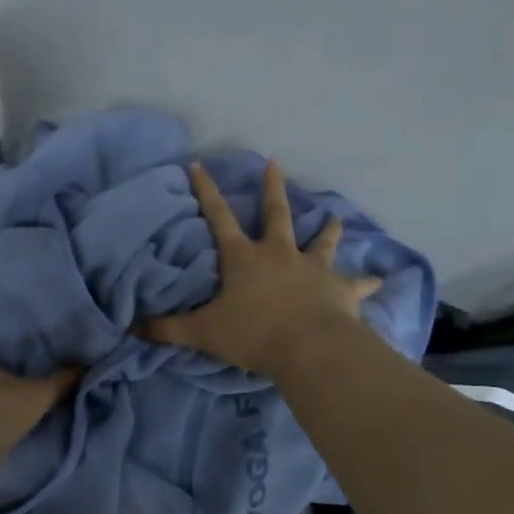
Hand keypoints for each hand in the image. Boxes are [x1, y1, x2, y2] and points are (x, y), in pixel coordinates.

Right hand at [142, 160, 382, 374]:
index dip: (206, 191)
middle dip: (273, 189)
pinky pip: (356, 283)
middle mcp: (279, 254)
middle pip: (276, 214)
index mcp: (244, 258)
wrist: (308, 348)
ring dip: (328, 229)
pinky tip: (380, 280)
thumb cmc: (253, 334)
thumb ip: (168, 329)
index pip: (218, 217)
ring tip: (336, 217)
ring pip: (322, 242)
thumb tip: (133, 328)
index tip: (199, 165)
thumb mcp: (203, 332)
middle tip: (276, 164)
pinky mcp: (340, 289)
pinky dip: (366, 282)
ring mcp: (313, 268)